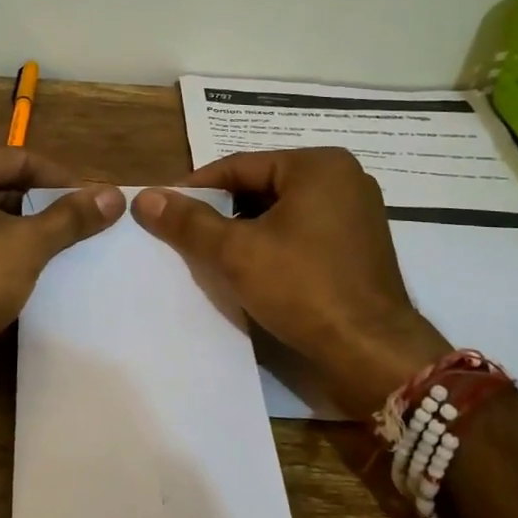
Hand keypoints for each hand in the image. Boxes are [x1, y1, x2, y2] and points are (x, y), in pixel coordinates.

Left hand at [0, 145, 125, 391]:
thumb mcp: (28, 245)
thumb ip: (71, 217)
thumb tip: (113, 197)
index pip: (17, 159)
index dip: (59, 181)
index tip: (88, 201)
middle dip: (33, 201)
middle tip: (71, 223)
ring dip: (9, 220)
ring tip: (47, 242)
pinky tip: (8, 258)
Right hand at [133, 148, 447, 401]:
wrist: (371, 352)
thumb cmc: (303, 288)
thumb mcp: (236, 252)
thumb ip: (188, 222)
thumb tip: (145, 197)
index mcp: (318, 165)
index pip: (239, 166)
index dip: (196, 189)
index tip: (164, 210)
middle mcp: (343, 179)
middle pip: (261, 187)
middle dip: (221, 212)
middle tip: (186, 236)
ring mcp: (356, 213)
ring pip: (281, 212)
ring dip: (245, 231)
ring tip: (212, 255)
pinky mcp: (358, 246)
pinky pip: (302, 233)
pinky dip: (273, 245)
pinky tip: (250, 269)